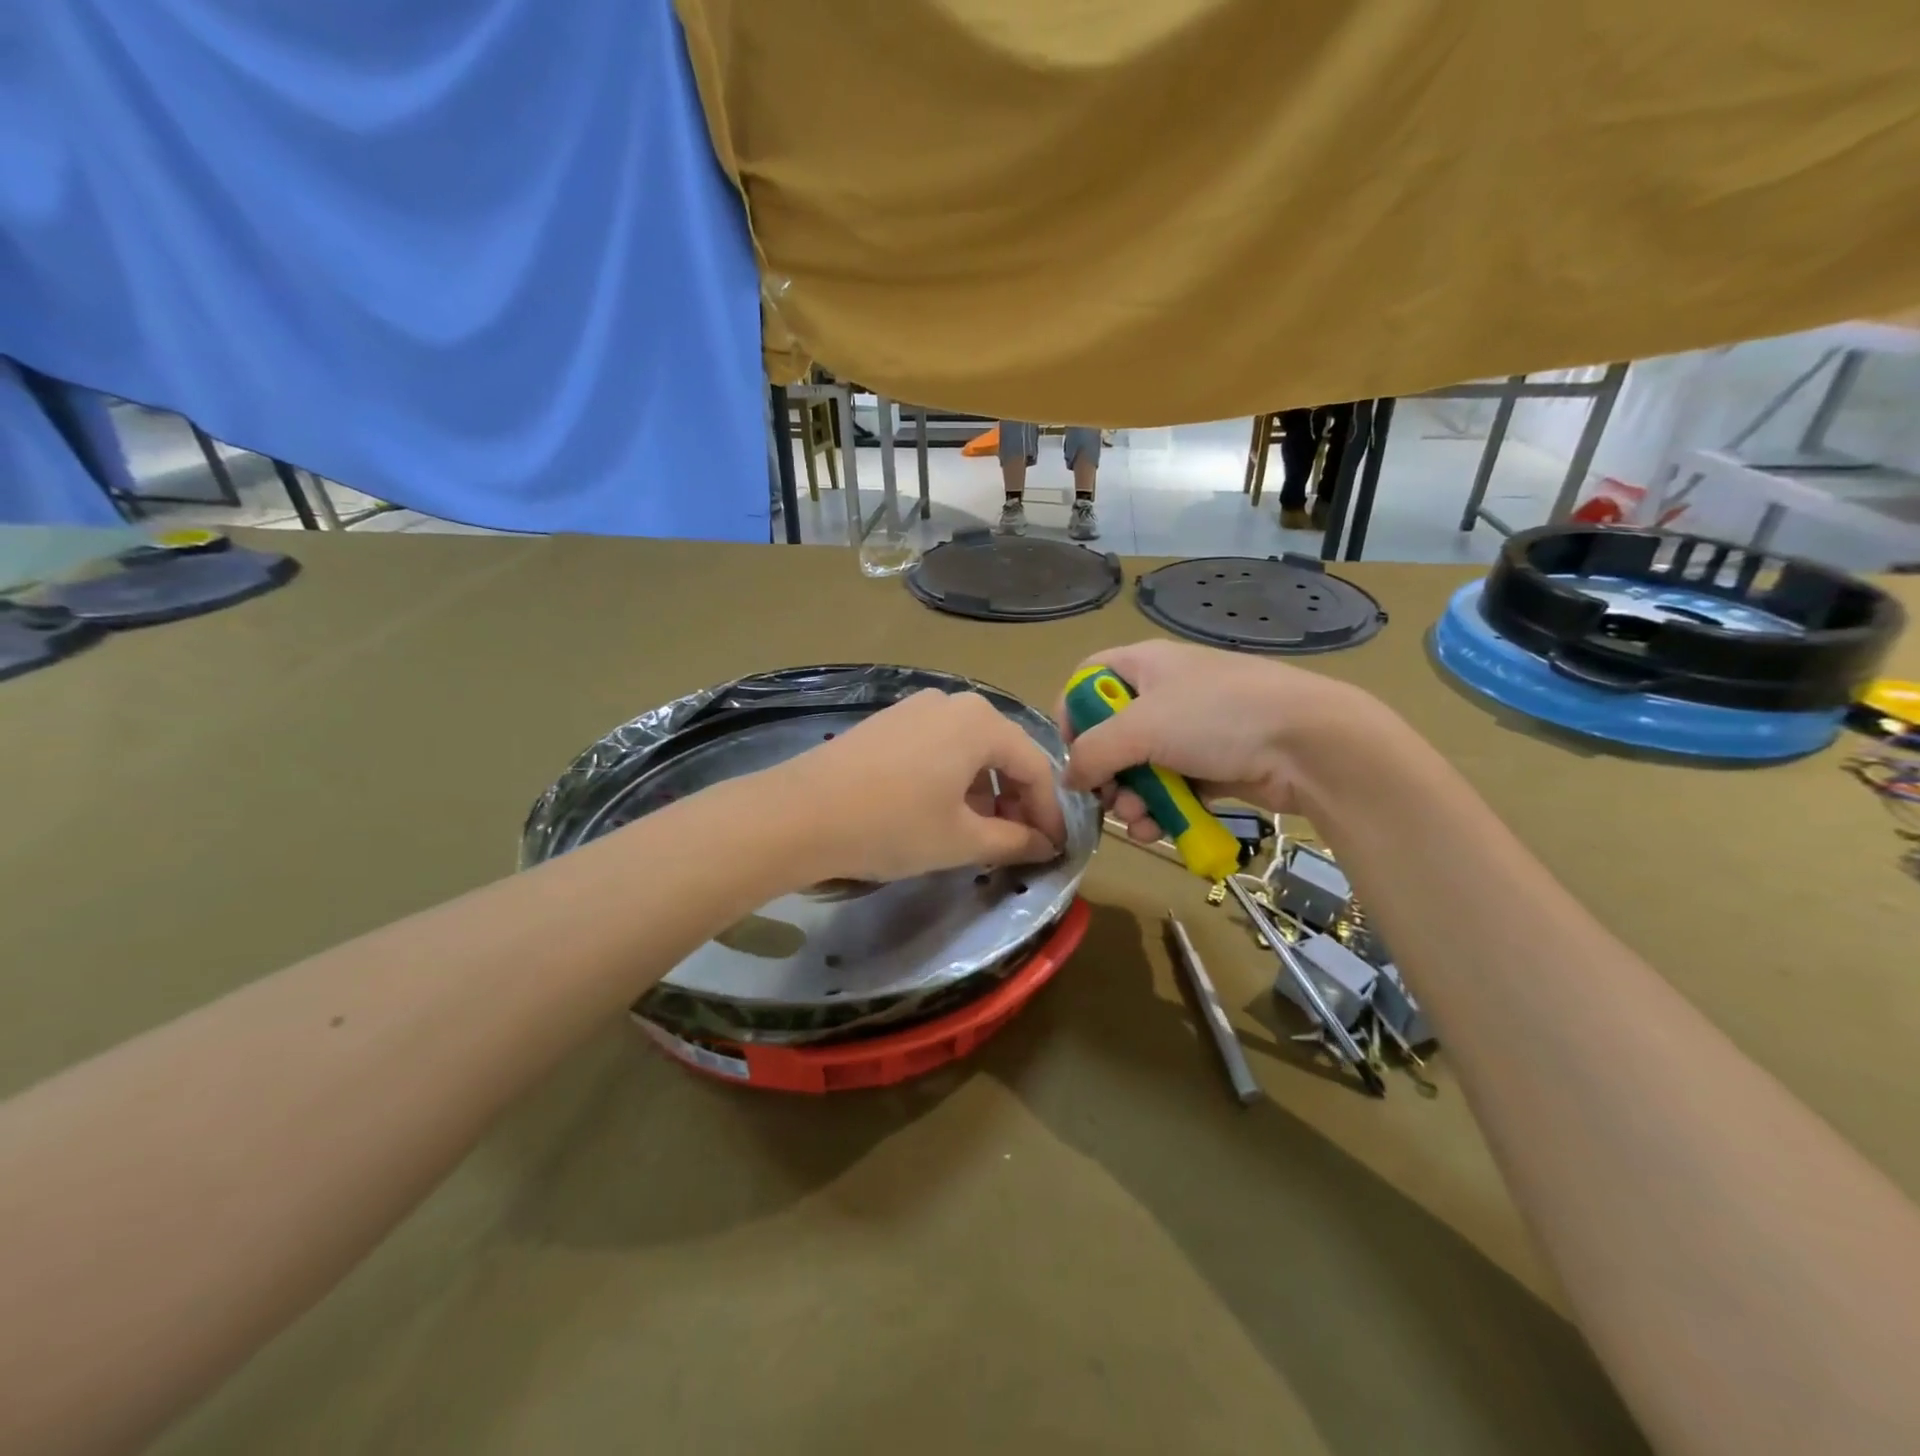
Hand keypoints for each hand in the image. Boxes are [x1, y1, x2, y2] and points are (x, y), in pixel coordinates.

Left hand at [772, 691, 1067, 882]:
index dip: (1050, 813)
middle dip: (1016, 801)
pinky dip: (952, 780)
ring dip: (984, 793)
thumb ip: (1013, 841)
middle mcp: (953, 702)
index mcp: (981, 722)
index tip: (1054, 849)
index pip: (1035, 768)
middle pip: (1003, 754)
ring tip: (977, 834)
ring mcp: (915, 708)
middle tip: (1018, 844)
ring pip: (969, 751)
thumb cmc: (893, 825)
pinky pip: (938, 748)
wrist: (799, 814)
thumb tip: (1044, 845)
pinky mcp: (888, 722)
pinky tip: (939, 812)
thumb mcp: (961, 840)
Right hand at [1056, 640, 1379, 834]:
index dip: (1072, 712)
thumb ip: (1092, 752)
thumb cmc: (1217, 717)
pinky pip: (1171, 787)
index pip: (1089, 677)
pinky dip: (1160, 809)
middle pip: (1111, 732)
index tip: (1071, 751)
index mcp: (1145, 664)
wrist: (1310, 745)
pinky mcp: (1213, 765)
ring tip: (1138, 821)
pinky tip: (1158, 830)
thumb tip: (1069, 778)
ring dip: (1130, 800)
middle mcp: (1165, 692)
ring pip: (1140, 767)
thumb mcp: (1141, 728)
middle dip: (1104, 773)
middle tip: (1108, 798)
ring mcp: (1192, 730)